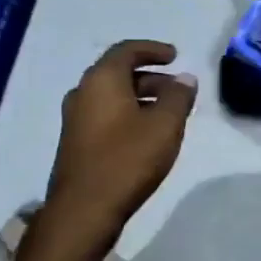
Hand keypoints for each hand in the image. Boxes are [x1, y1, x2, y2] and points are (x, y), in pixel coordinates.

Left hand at [45, 40, 197, 244]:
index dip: (153, 49)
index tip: (175, 56)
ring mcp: (75, 118)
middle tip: (178, 90)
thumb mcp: (164, 126)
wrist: (83, 210)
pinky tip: (146, 135)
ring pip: (112, 96)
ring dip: (140, 97)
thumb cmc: (127, 160)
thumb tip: (185, 78)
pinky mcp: (75, 142)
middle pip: (118, 72)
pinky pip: (105, 115)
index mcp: (101, 80)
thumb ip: (178, 97)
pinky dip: (128, 114)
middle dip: (151, 77)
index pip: (127, 50)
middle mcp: (83, 92)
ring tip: (168, 114)